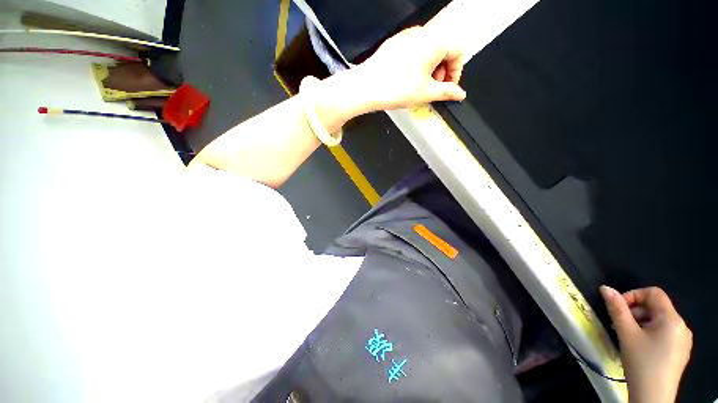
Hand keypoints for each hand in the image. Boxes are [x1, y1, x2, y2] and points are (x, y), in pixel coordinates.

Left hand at [356, 26, 466, 109]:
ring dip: (431, 69)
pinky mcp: (396, 44)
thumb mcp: (426, 93)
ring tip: (420, 87)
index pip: (459, 51)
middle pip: (444, 49)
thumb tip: (459, 94)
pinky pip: (414, 52)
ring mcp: (407, 37)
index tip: (449, 88)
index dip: (456, 72)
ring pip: (429, 51)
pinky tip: (409, 81)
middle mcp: (422, 34)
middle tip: (434, 89)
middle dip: (443, 71)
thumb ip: (447, 92)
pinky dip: (418, 65)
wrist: (367, 87)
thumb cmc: (393, 87)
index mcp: (435, 41)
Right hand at [600, 286, 691, 402]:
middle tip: (621, 326)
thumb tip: (605, 288)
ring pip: (660, 321)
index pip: (653, 293)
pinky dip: (650, 334)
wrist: (653, 397)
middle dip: (635, 313)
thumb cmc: (641, 362)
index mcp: (672, 319)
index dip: (633, 295)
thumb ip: (616, 309)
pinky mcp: (680, 352)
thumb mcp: (626, 334)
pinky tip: (641, 348)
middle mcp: (682, 326)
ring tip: (629, 338)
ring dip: (641, 324)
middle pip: (656, 307)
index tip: (618, 309)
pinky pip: (665, 334)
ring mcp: (683, 340)